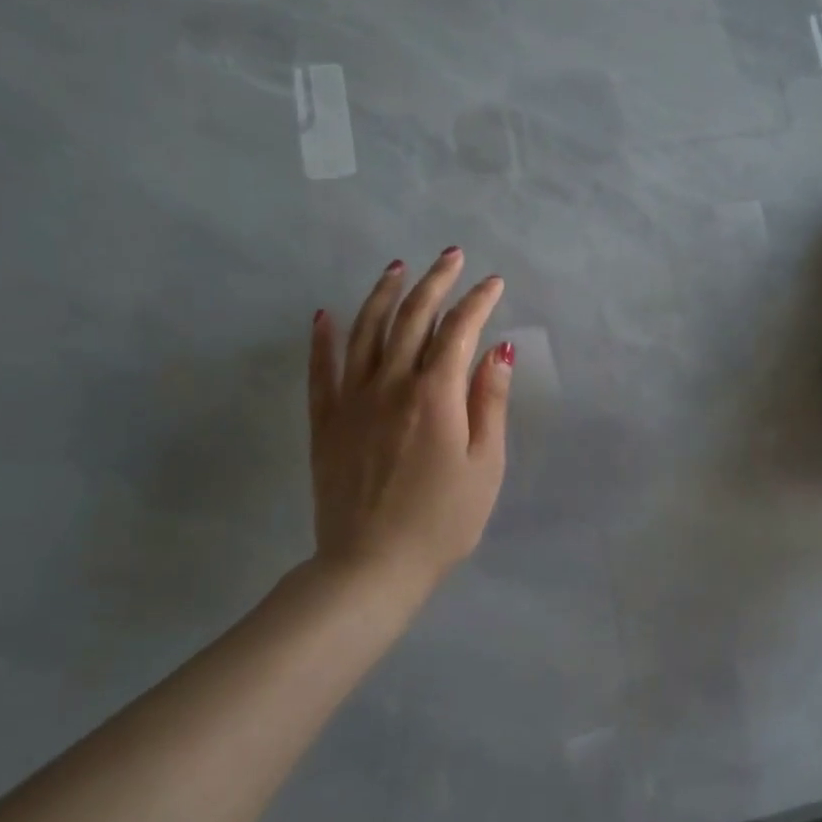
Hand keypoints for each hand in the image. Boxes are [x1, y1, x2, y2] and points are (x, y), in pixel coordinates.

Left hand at [305, 249, 513, 588]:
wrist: (370, 566)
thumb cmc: (442, 521)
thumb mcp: (485, 465)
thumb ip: (490, 403)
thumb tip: (500, 350)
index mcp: (435, 395)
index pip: (458, 330)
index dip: (478, 301)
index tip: (493, 283)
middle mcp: (391, 384)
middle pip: (412, 318)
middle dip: (435, 282)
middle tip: (451, 255)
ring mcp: (352, 400)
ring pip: (365, 331)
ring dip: (383, 294)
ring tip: (397, 267)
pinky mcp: (325, 421)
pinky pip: (321, 370)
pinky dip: (323, 338)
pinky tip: (324, 314)